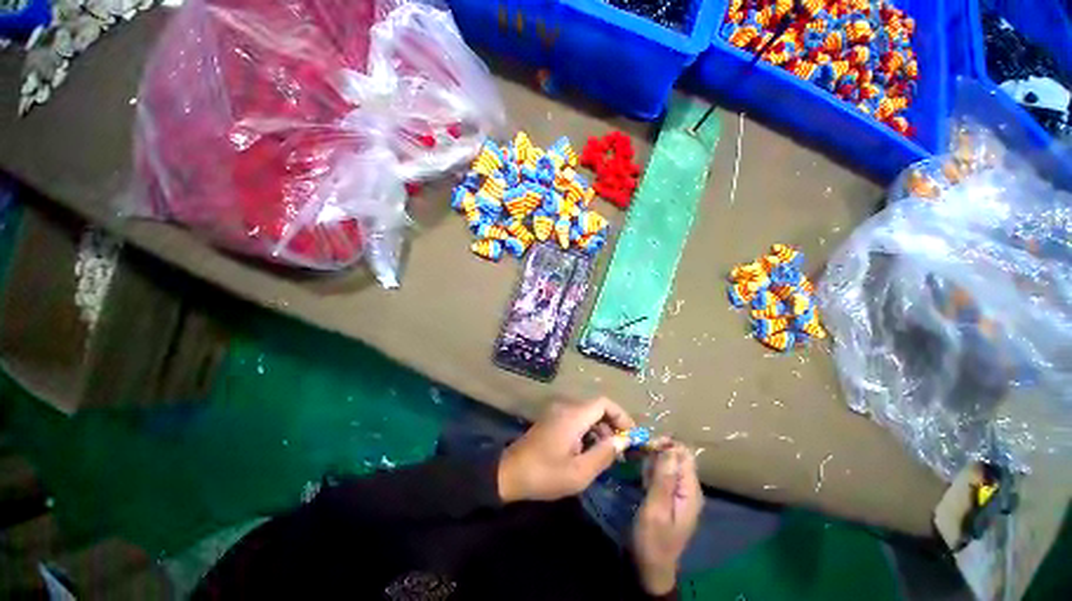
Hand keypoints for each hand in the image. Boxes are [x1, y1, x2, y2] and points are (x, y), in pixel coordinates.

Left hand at [497, 397, 634, 502]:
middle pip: (596, 408)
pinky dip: (588, 431)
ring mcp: (557, 412)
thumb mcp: (579, 472)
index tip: (632, 435)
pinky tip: (589, 451)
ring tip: (607, 454)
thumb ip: (604, 454)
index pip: (604, 403)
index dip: (621, 416)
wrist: (510, 473)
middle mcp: (566, 407)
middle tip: (622, 449)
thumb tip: (623, 441)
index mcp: (573, 415)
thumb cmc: (545, 474)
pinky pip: (577, 419)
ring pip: (587, 414)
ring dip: (600, 430)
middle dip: (612, 425)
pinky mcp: (552, 420)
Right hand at [632, 443, 702, 595]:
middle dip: (658, 449)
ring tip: (635, 457)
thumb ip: (664, 480)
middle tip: (637, 450)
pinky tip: (640, 471)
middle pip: (677, 456)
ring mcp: (679, 493)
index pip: (684, 455)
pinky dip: (652, 468)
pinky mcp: (670, 496)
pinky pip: (663, 473)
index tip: (645, 445)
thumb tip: (669, 449)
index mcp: (690, 491)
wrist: (652, 567)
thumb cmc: (653, 540)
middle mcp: (688, 489)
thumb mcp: (656, 510)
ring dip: (653, 457)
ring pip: (669, 463)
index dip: (666, 445)